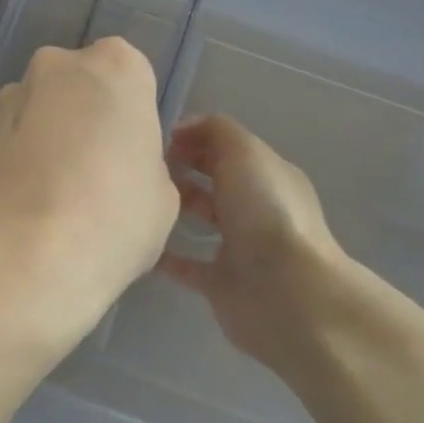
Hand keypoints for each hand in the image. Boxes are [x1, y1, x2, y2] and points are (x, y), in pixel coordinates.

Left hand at [0, 40, 179, 358]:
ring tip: (55, 195)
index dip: (130, 113)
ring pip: (38, 109)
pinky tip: (26, 206)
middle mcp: (57, 67)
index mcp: (116, 68)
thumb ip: (141, 161)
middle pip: (78, 83)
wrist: (26, 258)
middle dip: (84, 115)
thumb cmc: (114, 217)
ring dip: (47, 136)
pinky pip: (9, 141)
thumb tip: (119, 166)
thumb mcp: (161, 193)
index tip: (130, 150)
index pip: (129, 73)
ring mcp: (9, 99)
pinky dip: (18, 161)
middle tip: (94, 170)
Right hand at [161, 114, 378, 383]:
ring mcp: (239, 246)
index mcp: (267, 173)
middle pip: (213, 178)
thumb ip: (215, 130)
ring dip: (173, 207)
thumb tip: (184, 129)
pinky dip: (164, 254)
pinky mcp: (221, 282)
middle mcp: (256, 206)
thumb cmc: (266, 213)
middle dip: (180, 168)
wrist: (286, 293)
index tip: (155, 140)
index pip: (226, 146)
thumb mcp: (245, 151)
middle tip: (143, 167)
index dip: (193, 137)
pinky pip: (186, 264)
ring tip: (138, 198)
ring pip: (201, 217)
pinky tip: (137, 241)